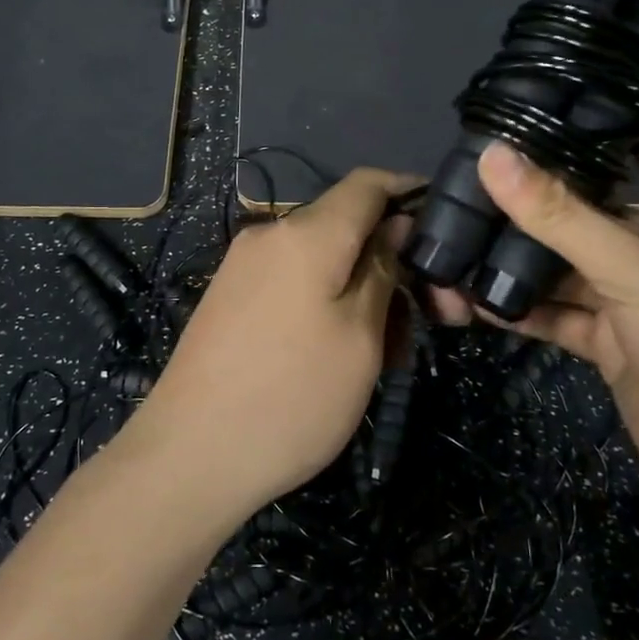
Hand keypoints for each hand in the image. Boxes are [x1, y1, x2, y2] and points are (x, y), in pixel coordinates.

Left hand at [139, 168, 412, 519]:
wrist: (188, 455)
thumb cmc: (292, 396)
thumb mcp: (359, 337)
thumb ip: (383, 270)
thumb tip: (397, 225)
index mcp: (306, 233)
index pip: (368, 183)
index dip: (410, 191)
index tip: (450, 223)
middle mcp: (270, 235)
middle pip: (346, 226)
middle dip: (394, 260)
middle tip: (436, 315)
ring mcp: (244, 266)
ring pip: (322, 259)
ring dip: (364, 288)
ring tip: (392, 349)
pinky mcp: (230, 297)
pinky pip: (293, 281)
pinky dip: (329, 301)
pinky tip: (346, 351)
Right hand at [455, 136, 638, 520]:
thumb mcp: (635, 266)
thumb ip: (559, 215)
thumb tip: (491, 155)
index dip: (600, 115)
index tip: (535, 97)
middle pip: (589, 203)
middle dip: (534, 192)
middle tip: (464, 172)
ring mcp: (633, 295)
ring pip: (565, 263)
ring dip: (516, 257)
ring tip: (453, 237)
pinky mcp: (612, 342)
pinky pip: (558, 314)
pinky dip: (520, 308)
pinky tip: (471, 300)